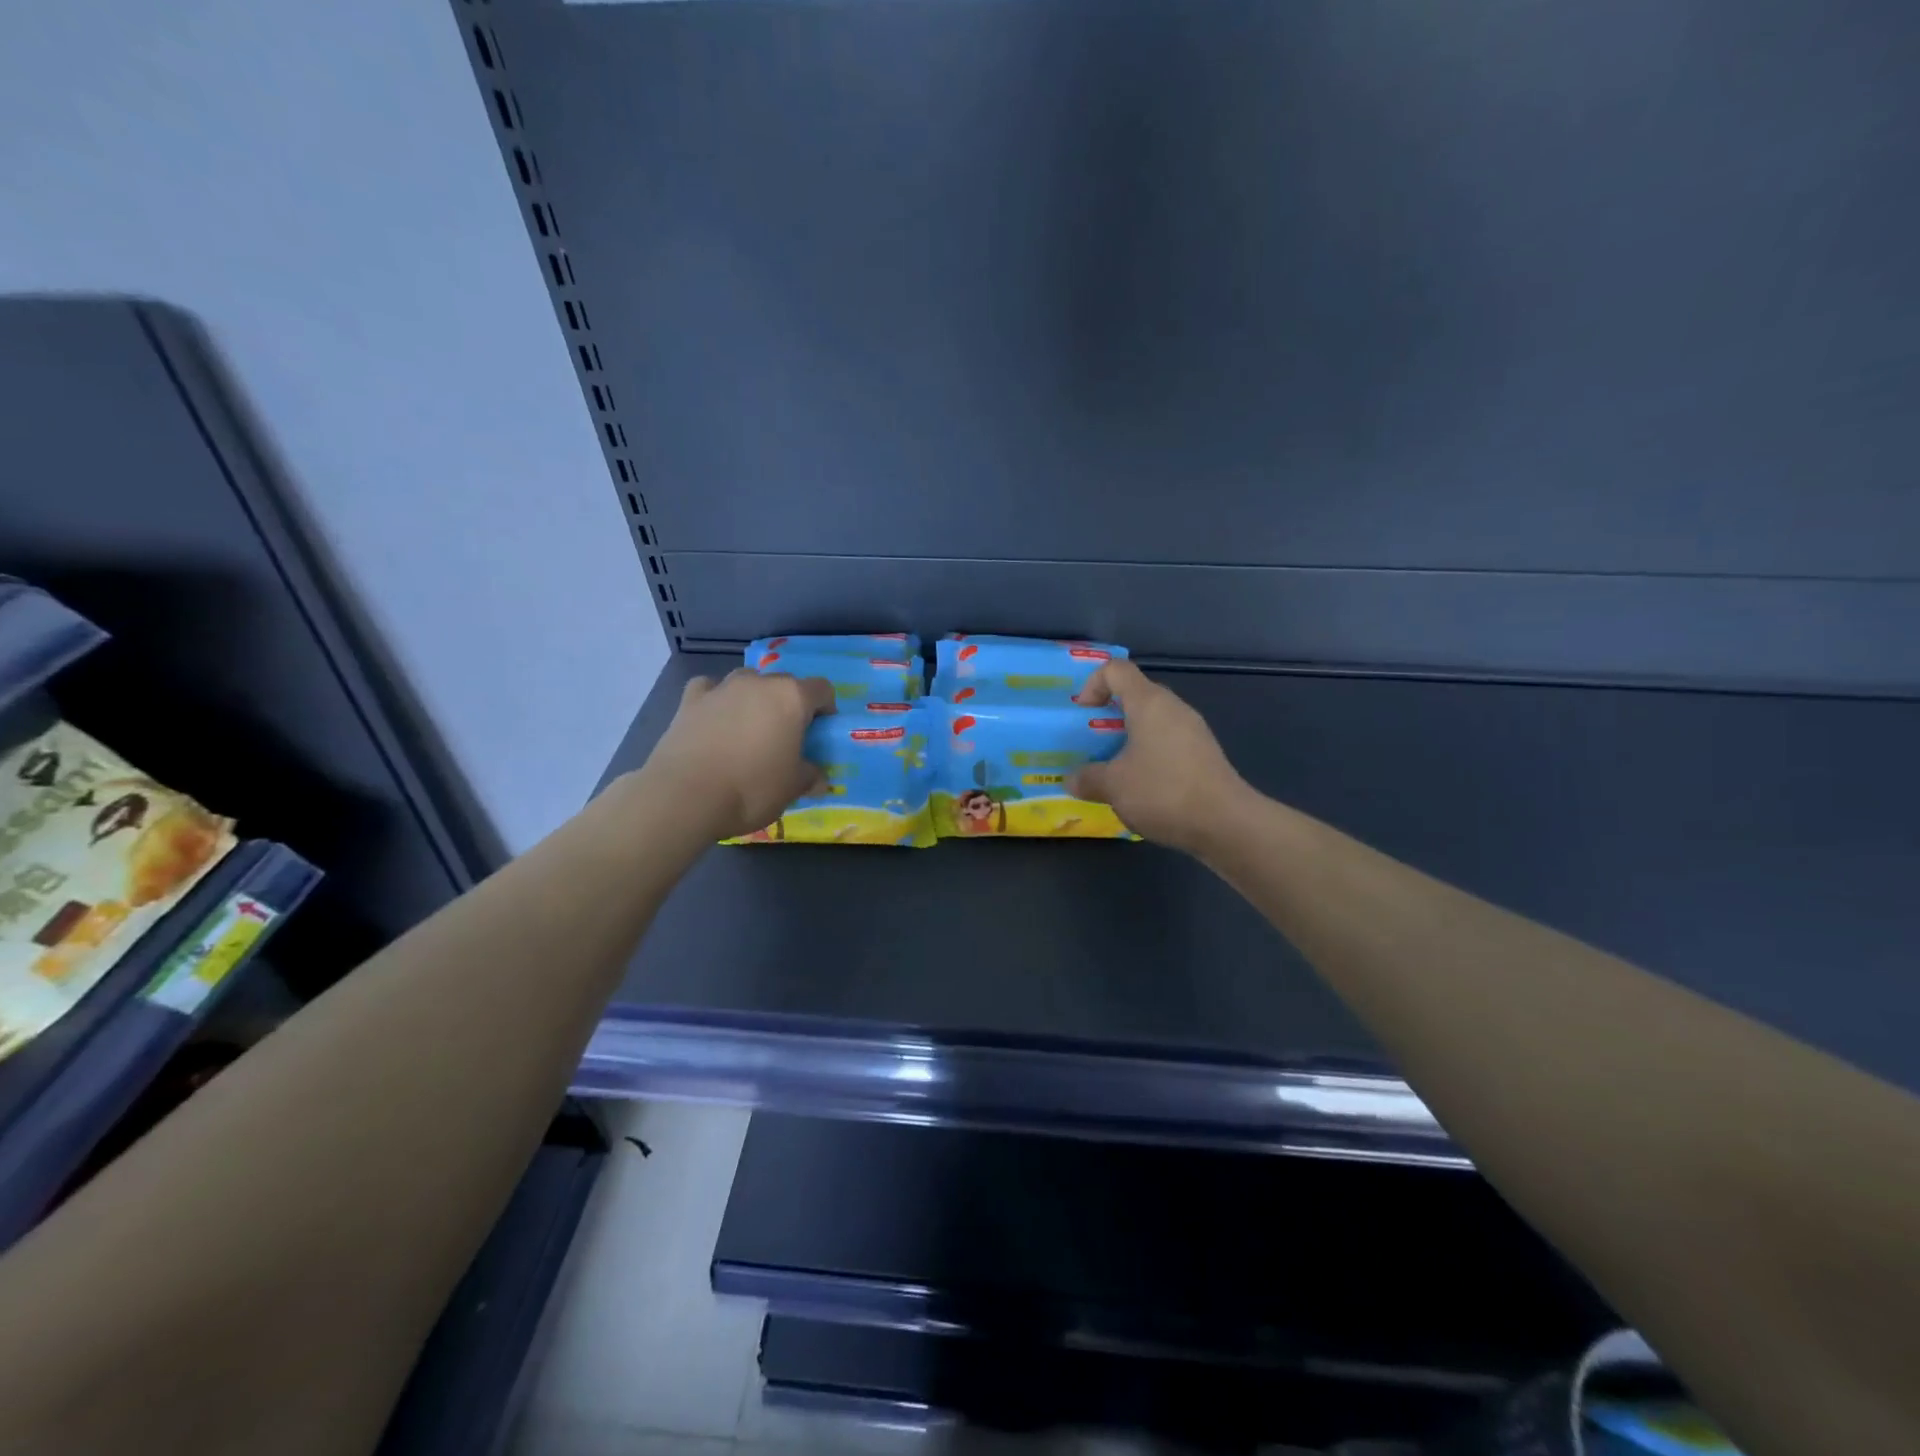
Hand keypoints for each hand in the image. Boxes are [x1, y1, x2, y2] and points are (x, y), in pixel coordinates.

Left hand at [639, 670, 833, 840]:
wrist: (686, 795)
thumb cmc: (751, 788)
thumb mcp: (792, 788)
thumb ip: (810, 777)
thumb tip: (819, 779)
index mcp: (792, 698)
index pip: (822, 689)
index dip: (826, 709)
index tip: (820, 733)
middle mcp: (759, 683)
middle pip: (784, 684)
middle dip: (788, 705)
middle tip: (785, 737)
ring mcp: (722, 688)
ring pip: (747, 682)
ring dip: (753, 699)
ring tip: (748, 729)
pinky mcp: (690, 700)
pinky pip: (709, 689)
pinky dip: (715, 700)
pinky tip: (713, 719)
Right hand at [1067, 661, 1249, 853]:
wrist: (1225, 823)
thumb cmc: (1162, 791)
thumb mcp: (1113, 786)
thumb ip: (1087, 778)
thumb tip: (1072, 779)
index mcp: (1149, 703)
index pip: (1116, 670)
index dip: (1093, 684)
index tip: (1082, 714)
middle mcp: (1173, 708)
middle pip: (1135, 695)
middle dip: (1108, 716)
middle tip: (1092, 744)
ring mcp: (1193, 731)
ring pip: (1153, 722)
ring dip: (1129, 739)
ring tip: (1113, 770)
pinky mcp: (1204, 755)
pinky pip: (1168, 743)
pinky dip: (1149, 756)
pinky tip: (1141, 787)